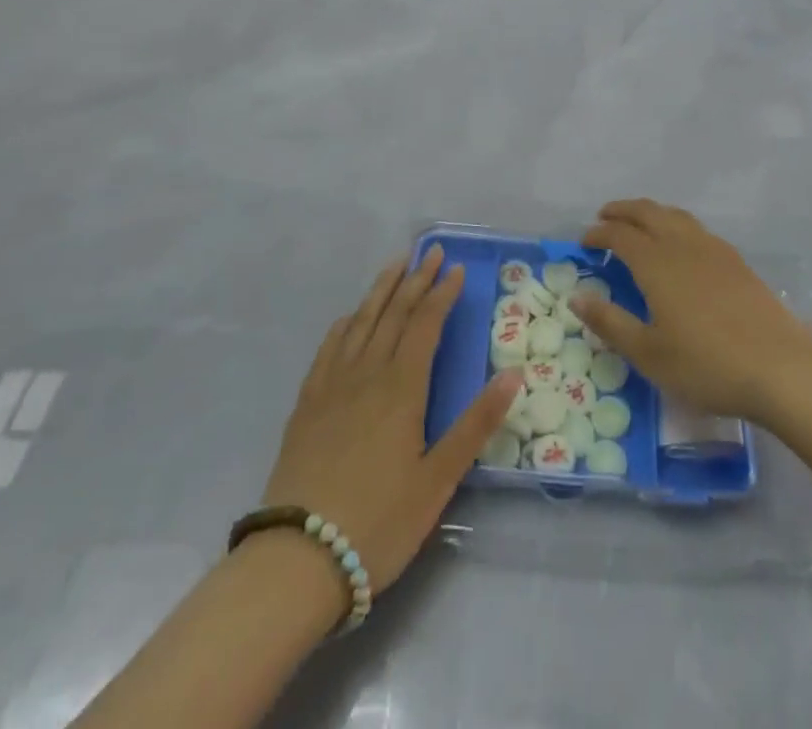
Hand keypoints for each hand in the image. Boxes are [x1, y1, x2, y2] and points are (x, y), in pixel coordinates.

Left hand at [262, 247, 521, 602]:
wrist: (297, 560)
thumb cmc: (379, 521)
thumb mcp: (438, 479)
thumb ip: (476, 424)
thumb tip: (513, 373)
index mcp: (402, 388)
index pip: (425, 325)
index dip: (442, 294)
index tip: (456, 268)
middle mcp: (366, 374)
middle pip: (393, 314)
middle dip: (415, 280)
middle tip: (430, 251)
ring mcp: (331, 387)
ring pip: (359, 322)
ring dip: (380, 290)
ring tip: (395, 264)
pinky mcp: (306, 406)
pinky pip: (328, 349)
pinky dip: (344, 325)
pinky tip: (349, 318)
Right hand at [574, 199, 811, 425]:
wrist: (781, 368)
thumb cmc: (707, 365)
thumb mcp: (649, 354)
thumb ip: (610, 322)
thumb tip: (576, 297)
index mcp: (657, 263)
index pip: (620, 235)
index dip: (599, 233)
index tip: (584, 240)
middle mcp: (683, 245)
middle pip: (648, 212)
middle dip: (623, 210)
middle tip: (605, 216)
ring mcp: (714, 250)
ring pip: (676, 216)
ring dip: (651, 213)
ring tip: (640, 224)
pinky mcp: (737, 261)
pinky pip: (697, 229)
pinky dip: (677, 225)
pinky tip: (681, 246)